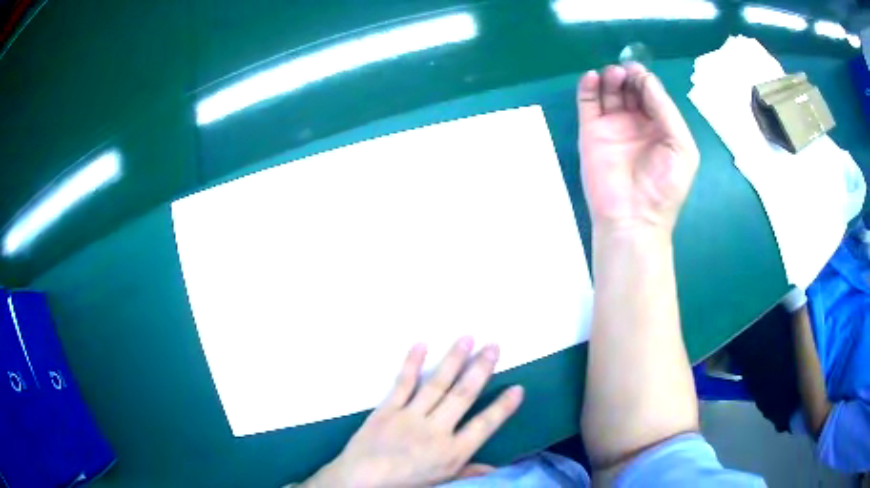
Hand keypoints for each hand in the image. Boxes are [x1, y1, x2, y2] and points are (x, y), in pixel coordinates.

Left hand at [304, 338, 523, 487]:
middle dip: (481, 369)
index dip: (502, 407)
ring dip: (454, 360)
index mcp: (452, 453)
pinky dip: (412, 363)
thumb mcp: (440, 482)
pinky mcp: (387, 409)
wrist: (360, 481)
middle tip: (495, 346)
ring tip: (468, 338)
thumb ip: (467, 472)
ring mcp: (410, 417)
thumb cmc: (403, 484)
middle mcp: (436, 431)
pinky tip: (421, 344)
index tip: (518, 388)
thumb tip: (495, 469)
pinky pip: (403, 383)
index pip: (484, 426)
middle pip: (463, 396)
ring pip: (437, 384)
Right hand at [578, 63, 698, 233]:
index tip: (639, 71)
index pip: (652, 94)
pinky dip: (587, 87)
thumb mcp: (681, 147)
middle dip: (629, 75)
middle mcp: (637, 123)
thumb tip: (646, 80)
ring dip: (611, 77)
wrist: (633, 217)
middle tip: (625, 72)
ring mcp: (613, 126)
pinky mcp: (591, 132)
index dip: (646, 79)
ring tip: (613, 76)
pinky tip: (592, 78)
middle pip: (630, 88)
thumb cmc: (664, 186)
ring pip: (609, 91)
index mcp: (661, 126)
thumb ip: (667, 111)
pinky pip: (587, 103)